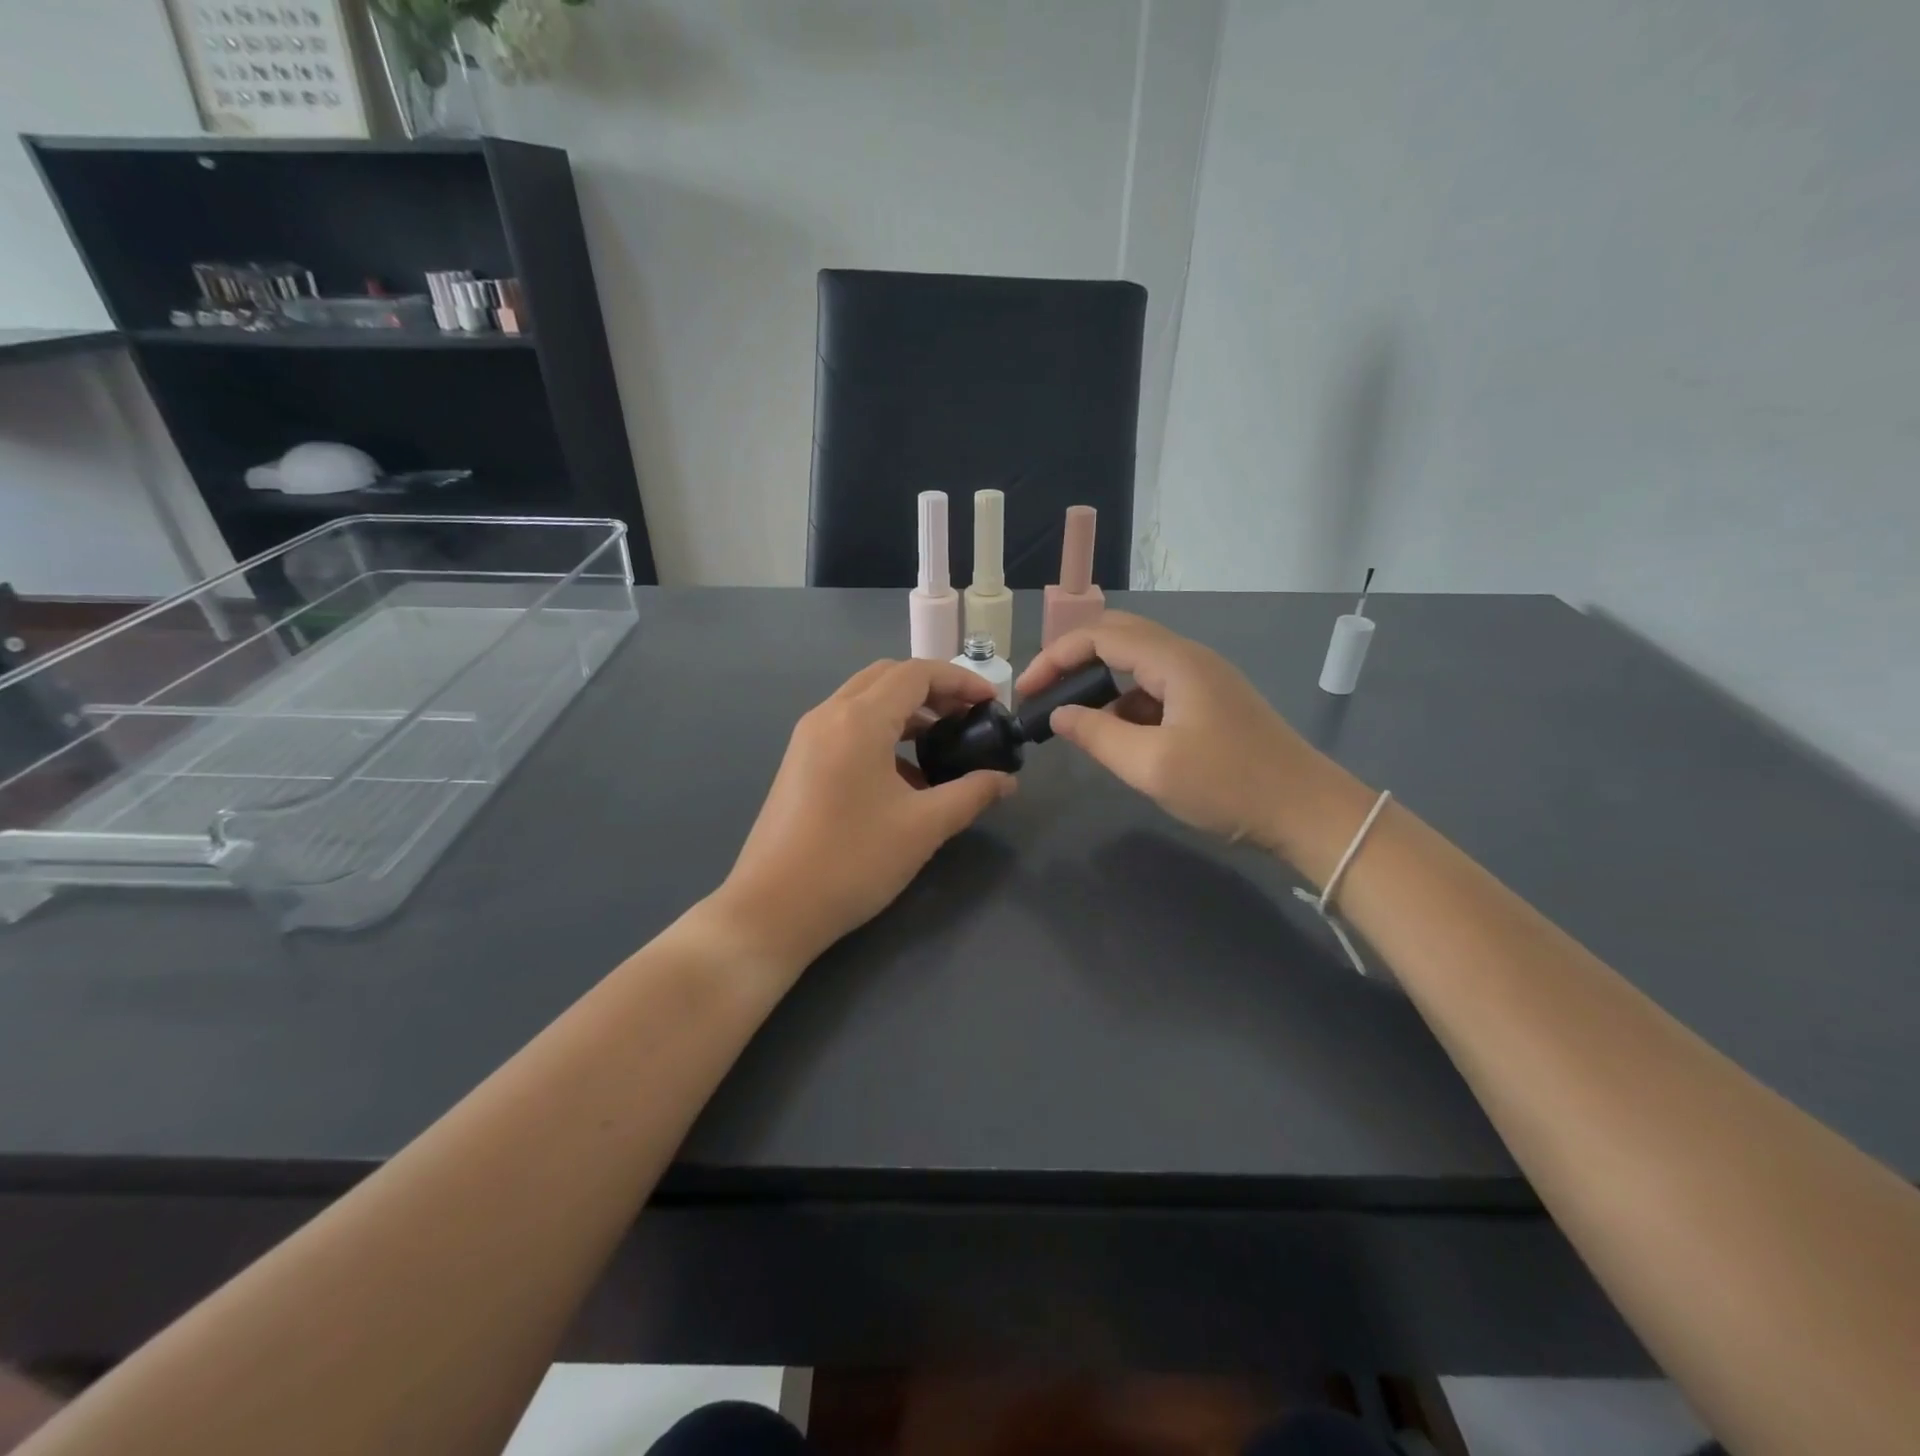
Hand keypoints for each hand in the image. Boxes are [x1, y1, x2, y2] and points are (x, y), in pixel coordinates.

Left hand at [714, 659, 1015, 970]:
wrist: (772, 908)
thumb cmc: (853, 861)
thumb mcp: (923, 827)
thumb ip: (971, 794)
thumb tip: (1006, 781)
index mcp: (859, 720)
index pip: (916, 673)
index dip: (960, 680)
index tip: (991, 702)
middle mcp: (828, 715)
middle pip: (887, 677)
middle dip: (933, 688)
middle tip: (967, 716)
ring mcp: (808, 738)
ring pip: (864, 701)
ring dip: (906, 710)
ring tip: (942, 742)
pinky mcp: (799, 762)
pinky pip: (847, 727)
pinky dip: (881, 733)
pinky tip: (905, 775)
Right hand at [1017, 613, 1371, 877]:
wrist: (1308, 812)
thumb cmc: (1229, 785)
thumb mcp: (1152, 765)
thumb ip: (1097, 735)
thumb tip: (1059, 715)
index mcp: (1175, 661)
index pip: (1100, 636)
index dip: (1056, 657)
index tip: (1026, 691)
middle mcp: (1188, 658)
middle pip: (1118, 638)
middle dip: (1073, 661)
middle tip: (1043, 694)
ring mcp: (1203, 680)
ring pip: (1137, 665)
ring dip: (1100, 684)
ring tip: (1072, 720)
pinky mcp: (1210, 704)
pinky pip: (1155, 690)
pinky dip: (1126, 705)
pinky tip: (1117, 737)